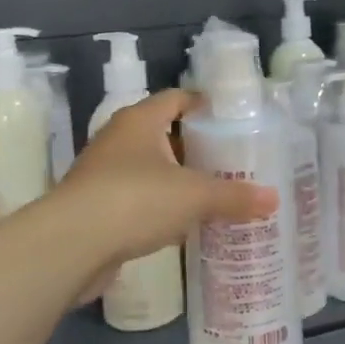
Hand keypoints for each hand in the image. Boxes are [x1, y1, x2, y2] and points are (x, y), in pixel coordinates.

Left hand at [58, 90, 278, 267]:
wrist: (70, 246)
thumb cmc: (135, 200)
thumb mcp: (193, 196)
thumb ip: (234, 196)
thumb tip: (274, 199)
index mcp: (140, 120)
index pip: (176, 98)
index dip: (204, 105)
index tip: (232, 120)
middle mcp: (119, 139)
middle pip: (164, 133)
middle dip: (195, 146)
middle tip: (231, 160)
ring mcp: (103, 173)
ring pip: (150, 168)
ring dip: (177, 179)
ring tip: (213, 192)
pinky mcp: (97, 206)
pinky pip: (138, 198)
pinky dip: (160, 206)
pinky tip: (183, 223)